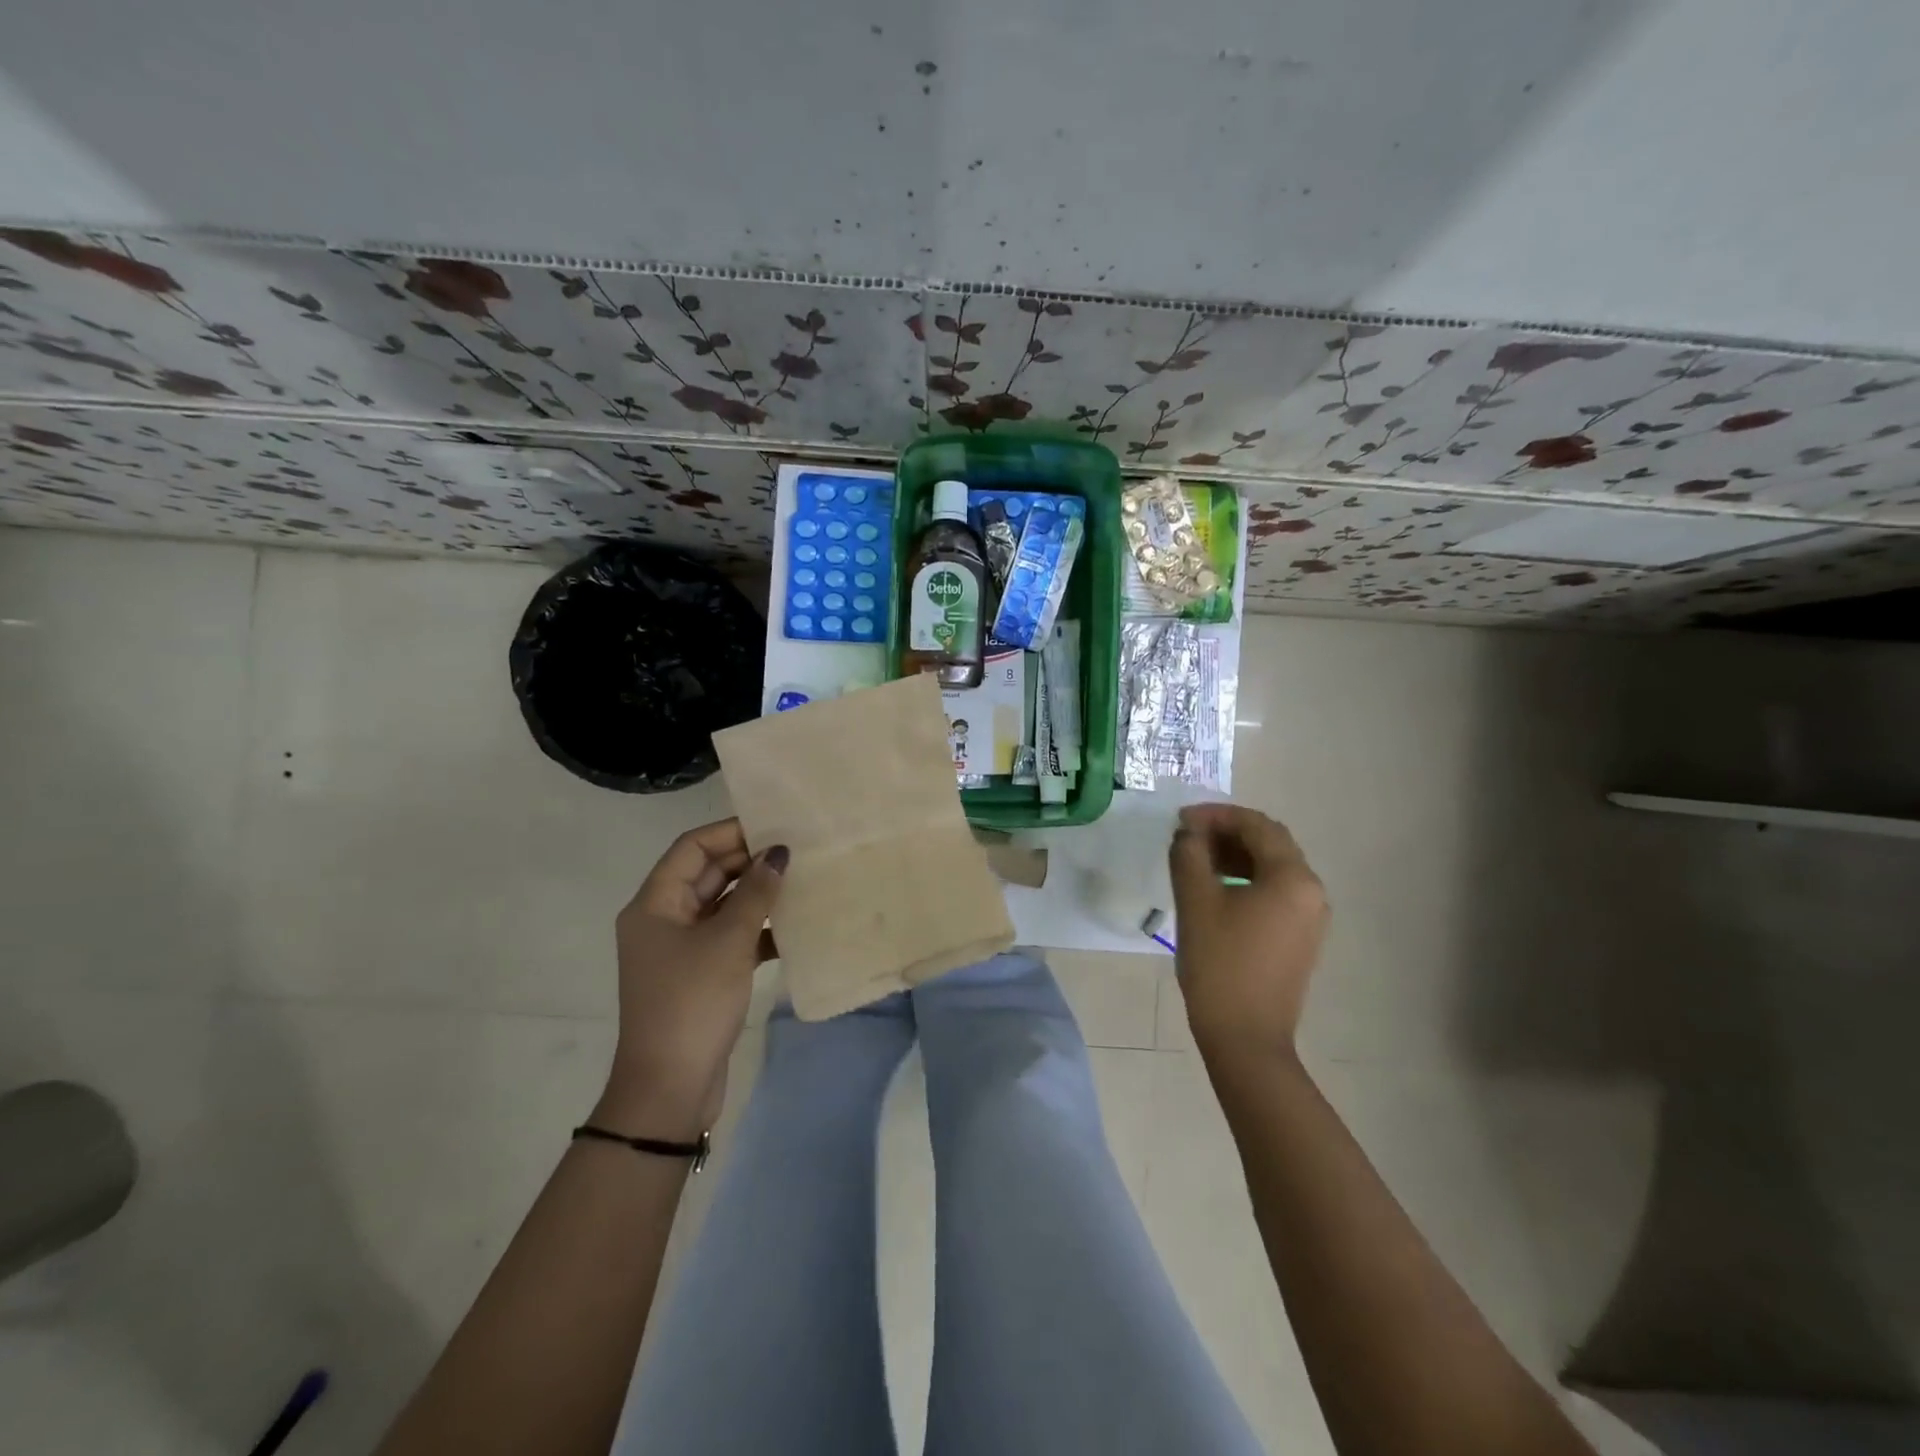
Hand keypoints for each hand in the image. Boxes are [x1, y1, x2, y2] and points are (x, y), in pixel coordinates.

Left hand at [595, 819, 786, 1139]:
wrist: (670, 1087)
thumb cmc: (692, 1002)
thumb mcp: (728, 942)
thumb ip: (756, 893)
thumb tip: (778, 853)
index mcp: (654, 904)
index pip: (692, 848)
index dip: (731, 832)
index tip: (774, 828)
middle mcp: (664, 919)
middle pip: (709, 874)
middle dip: (750, 862)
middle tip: (797, 853)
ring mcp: (683, 948)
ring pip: (724, 906)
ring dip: (758, 896)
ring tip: (802, 883)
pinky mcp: (702, 974)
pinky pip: (732, 937)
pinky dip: (758, 930)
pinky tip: (793, 929)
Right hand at [1168, 803, 1329, 1063]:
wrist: (1246, 1037)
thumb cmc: (1220, 964)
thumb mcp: (1196, 902)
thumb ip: (1189, 855)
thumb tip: (1189, 833)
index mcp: (1292, 878)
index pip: (1256, 825)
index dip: (1216, 815)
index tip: (1180, 820)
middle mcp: (1311, 891)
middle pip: (1269, 842)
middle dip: (1226, 831)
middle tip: (1186, 834)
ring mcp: (1310, 916)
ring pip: (1272, 867)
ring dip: (1235, 854)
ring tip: (1194, 858)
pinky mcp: (1300, 937)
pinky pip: (1275, 891)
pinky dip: (1245, 878)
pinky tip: (1215, 886)